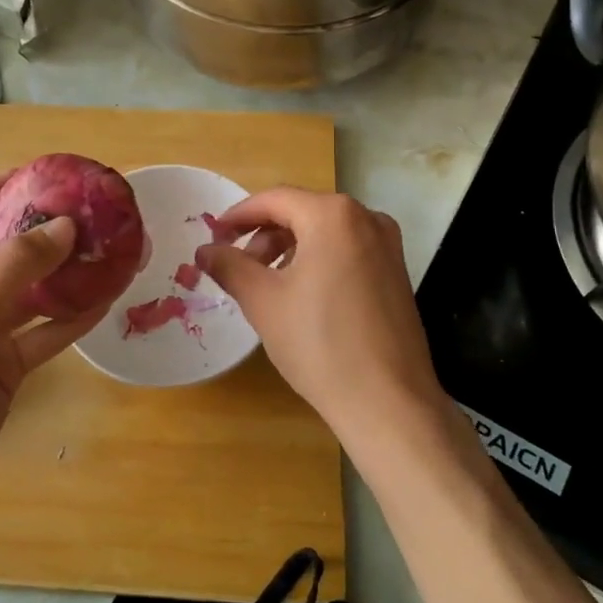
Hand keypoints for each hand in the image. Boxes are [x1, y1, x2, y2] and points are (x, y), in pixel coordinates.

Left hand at [0, 172, 107, 524]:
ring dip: (62, 277)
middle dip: (35, 235)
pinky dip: (70, 320)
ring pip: (27, 296)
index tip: (23, 177)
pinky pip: (42, 336)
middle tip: (82, 215)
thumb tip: (66, 226)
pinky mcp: (2, 371)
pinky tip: (104, 302)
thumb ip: (16, 266)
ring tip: (104, 253)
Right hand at [196, 188, 455, 460]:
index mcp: (333, 215)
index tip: (214, 236)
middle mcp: (366, 219)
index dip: (238, 216)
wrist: (388, 402)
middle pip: (302, 212)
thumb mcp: (263, 301)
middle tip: (238, 268)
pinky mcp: (397, 273)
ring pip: (325, 233)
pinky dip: (318, 261)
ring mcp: (388, 246)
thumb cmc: (319, 343)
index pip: (274, 200)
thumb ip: (230, 266)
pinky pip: (347, 251)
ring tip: (268, 286)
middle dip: (264, 235)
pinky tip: (303, 297)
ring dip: (290, 250)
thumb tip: (205, 250)